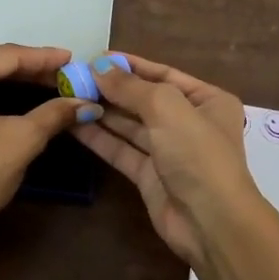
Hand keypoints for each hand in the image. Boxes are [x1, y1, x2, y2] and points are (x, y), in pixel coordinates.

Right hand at [75, 52, 278, 279]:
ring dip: (102, 111)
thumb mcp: (167, 109)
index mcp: (208, 100)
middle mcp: (189, 123)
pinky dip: (100, 137)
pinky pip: (122, 150)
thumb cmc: (198, 155)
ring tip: (68, 96)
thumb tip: (99, 67)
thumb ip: (131, 87)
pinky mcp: (150, 176)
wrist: (210, 222)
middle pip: (144, 99)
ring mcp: (169, 151)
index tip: (95, 57)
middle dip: (111, 89)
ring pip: (130, 126)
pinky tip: (74, 123)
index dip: (130, 65)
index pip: (163, 74)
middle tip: (74, 78)